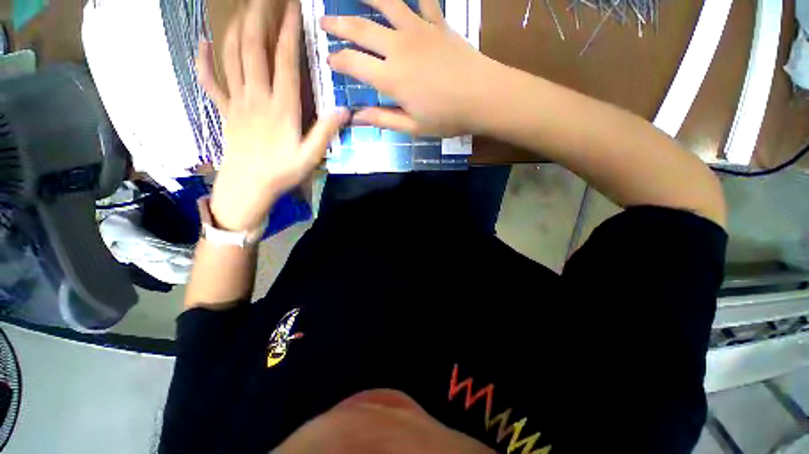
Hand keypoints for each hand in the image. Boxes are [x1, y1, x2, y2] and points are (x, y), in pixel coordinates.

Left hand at [197, 0, 348, 231]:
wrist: (248, 187)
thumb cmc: (282, 172)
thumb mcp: (310, 156)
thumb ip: (325, 132)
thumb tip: (345, 110)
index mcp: (281, 107)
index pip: (285, 61)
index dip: (288, 32)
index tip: (293, 8)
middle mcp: (257, 96)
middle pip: (253, 49)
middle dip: (259, 18)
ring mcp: (237, 101)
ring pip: (231, 57)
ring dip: (236, 29)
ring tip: (243, 10)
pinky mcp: (225, 110)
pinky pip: (210, 81)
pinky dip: (203, 61)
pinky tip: (202, 43)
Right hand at [321, 0, 494, 136]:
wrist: (483, 97)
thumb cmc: (447, 118)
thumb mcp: (412, 127)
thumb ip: (382, 119)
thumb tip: (355, 117)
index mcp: (391, 77)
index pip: (353, 63)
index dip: (337, 60)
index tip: (329, 59)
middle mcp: (398, 47)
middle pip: (360, 28)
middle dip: (338, 24)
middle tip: (324, 20)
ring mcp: (419, 30)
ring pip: (386, 2)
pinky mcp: (438, 23)